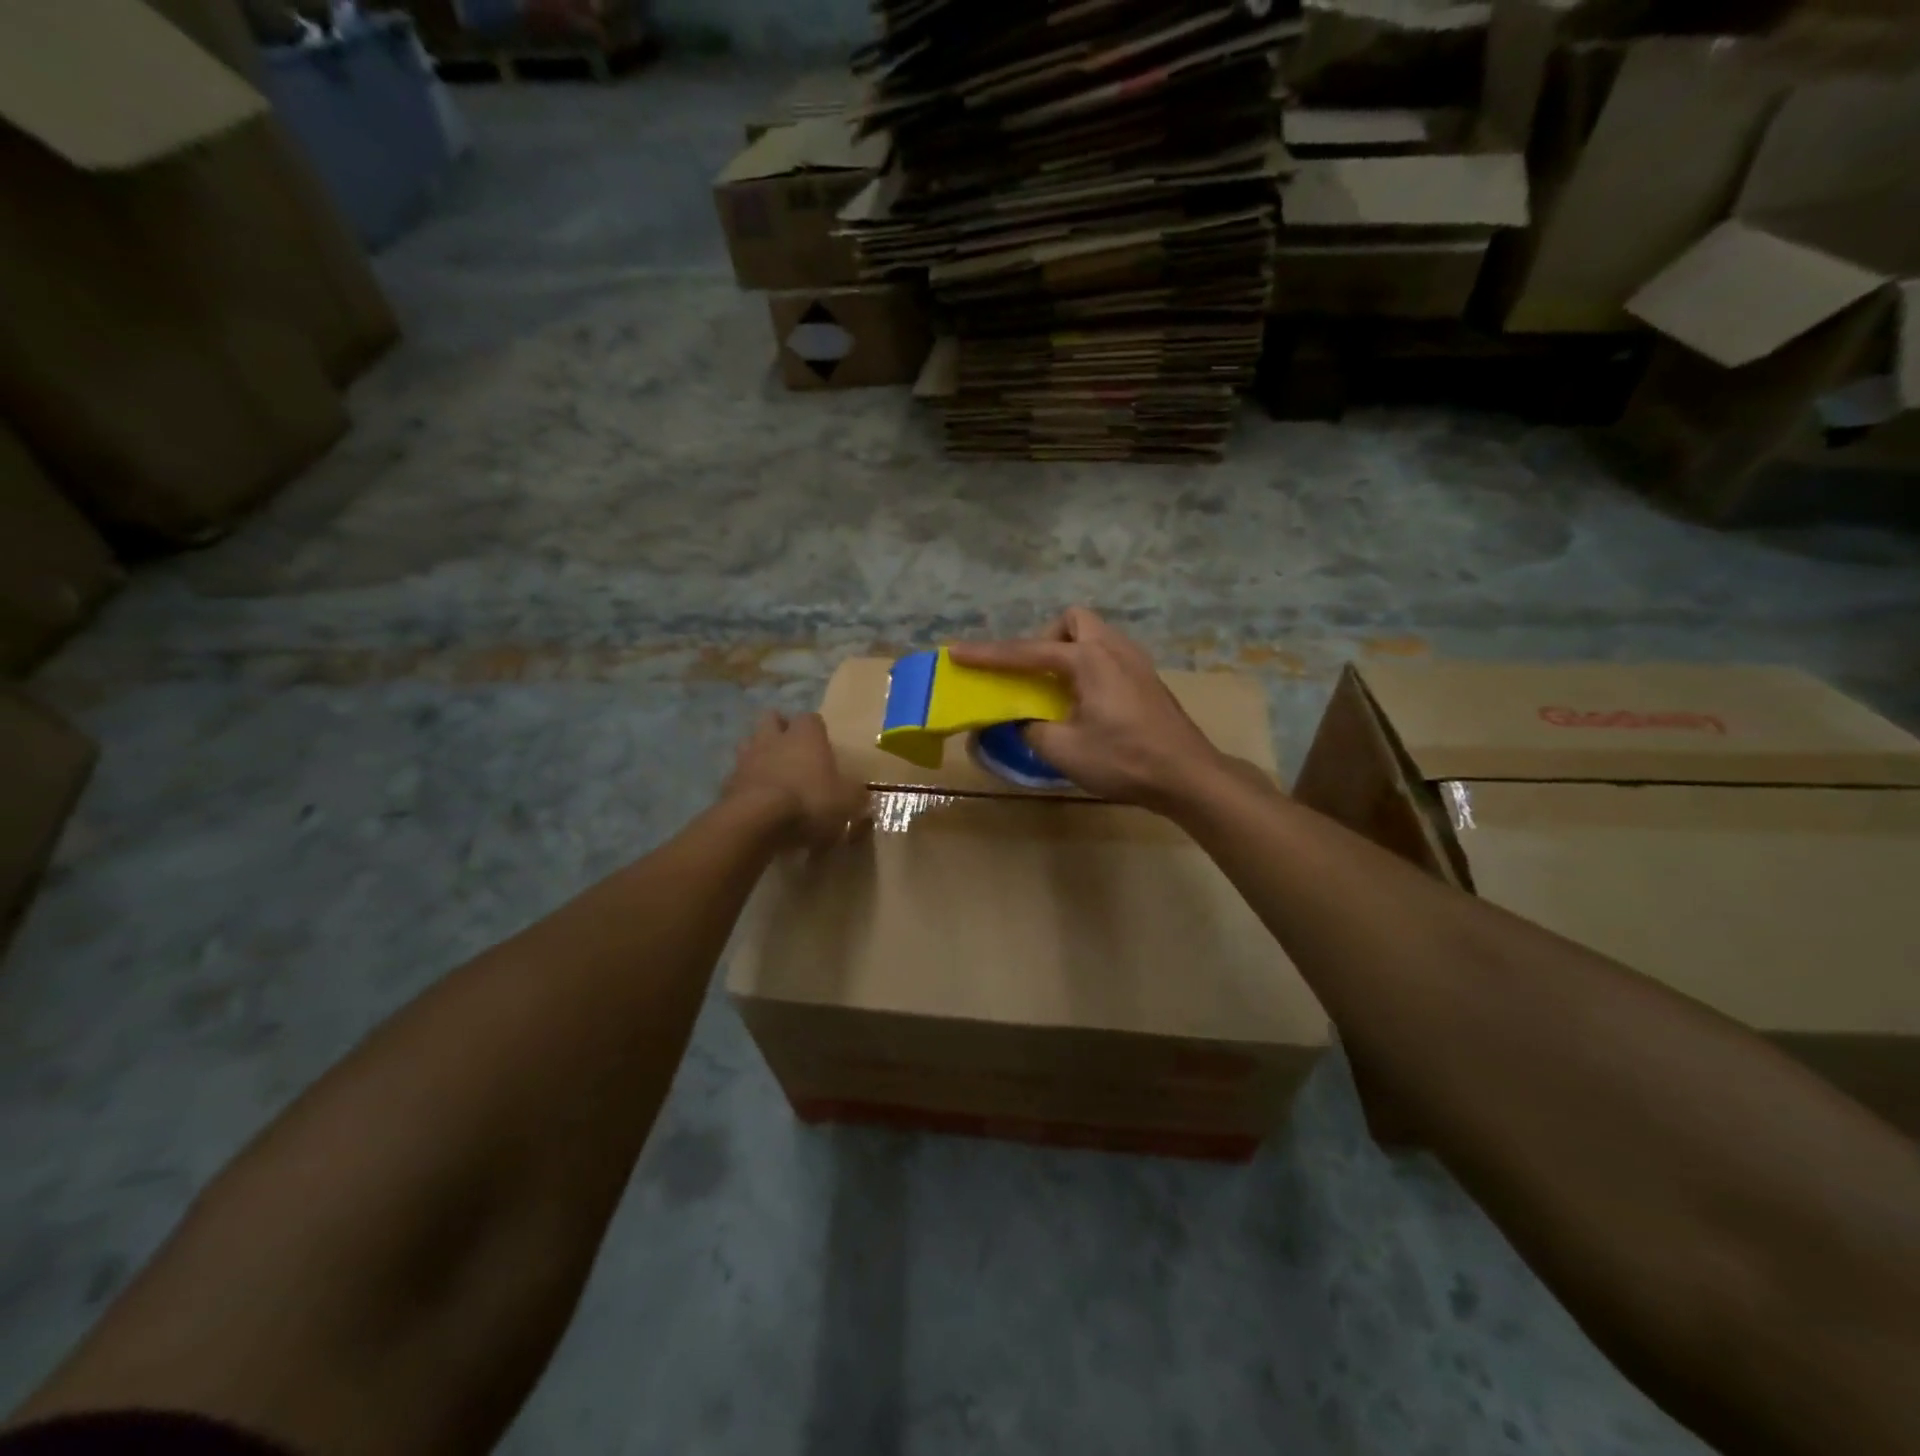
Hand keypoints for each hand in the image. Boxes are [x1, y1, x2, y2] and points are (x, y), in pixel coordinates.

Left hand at [723, 711, 869, 848]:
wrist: (757, 822)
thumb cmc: (809, 802)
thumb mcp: (847, 802)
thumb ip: (855, 795)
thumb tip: (861, 793)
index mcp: (806, 736)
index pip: (811, 718)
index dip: (816, 731)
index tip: (822, 747)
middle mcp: (774, 738)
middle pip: (773, 718)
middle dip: (780, 729)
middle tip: (793, 752)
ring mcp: (746, 758)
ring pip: (750, 742)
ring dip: (759, 753)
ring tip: (771, 774)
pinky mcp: (727, 782)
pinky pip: (738, 776)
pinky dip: (746, 784)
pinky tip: (756, 801)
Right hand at [949, 608, 1226, 811]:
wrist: (1187, 775)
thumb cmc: (1124, 760)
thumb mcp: (1064, 750)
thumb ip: (1030, 729)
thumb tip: (1019, 720)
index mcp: (1089, 659)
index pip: (1027, 652)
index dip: (989, 655)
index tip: (958, 653)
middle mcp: (1113, 648)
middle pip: (1072, 621)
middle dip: (1045, 638)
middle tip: (1034, 674)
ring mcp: (1136, 661)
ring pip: (1094, 635)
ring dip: (1068, 652)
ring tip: (1057, 688)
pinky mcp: (1147, 679)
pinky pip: (1108, 655)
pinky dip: (1087, 666)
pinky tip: (1086, 700)